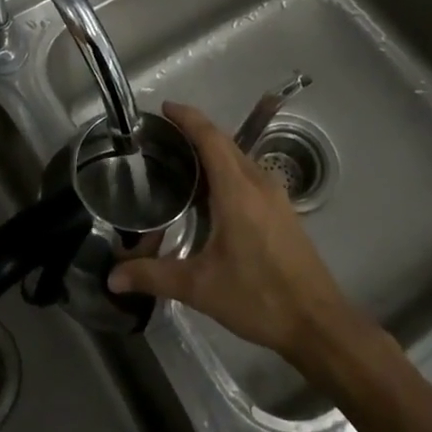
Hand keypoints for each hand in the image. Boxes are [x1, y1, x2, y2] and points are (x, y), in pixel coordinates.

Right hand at [107, 101, 361, 365]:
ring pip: (239, 158)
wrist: (318, 323)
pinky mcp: (283, 211)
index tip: (164, 108)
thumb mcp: (200, 288)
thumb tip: (113, 277)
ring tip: (181, 162)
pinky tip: (210, 195)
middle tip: (162, 137)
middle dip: (195, 131)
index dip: (188, 118)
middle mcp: (258, 183)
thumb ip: (154, 277)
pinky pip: (249, 175)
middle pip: (225, 142)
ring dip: (212, 151)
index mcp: (237, 190)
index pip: (210, 137)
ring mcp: (275, 196)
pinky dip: (226, 170)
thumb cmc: (259, 298)